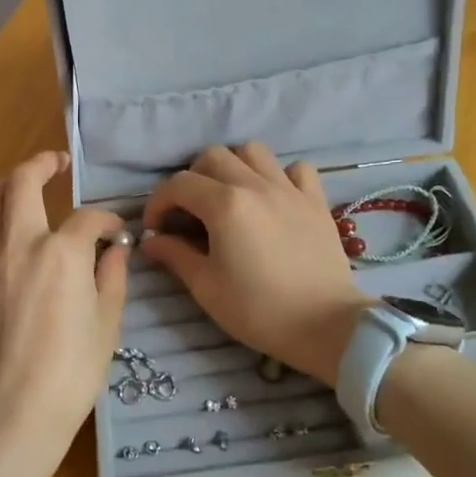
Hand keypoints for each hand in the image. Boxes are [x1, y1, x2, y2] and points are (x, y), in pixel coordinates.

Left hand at [0, 151, 128, 476]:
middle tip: (56, 163)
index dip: (107, 221)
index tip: (115, 234)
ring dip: (4, 188)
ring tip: (18, 191)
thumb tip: (114, 250)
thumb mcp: (108, 322)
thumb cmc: (72, 370)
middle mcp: (19, 243)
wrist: (16, 411)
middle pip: (24, 182)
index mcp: (63, 252)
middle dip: (43, 163)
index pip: (89, 218)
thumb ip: (112, 276)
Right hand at [139, 144, 369, 384]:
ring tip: (228, 194)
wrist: (325, 325)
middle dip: (192, 178)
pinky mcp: (316, 200)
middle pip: (213, 156)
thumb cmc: (258, 310)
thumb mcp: (206, 287)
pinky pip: (296, 168)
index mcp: (224, 204)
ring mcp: (289, 189)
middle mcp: (255, 185)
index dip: (158, 203)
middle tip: (189, 211)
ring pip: (253, 151)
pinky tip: (273, 197)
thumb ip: (175, 255)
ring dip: (233, 166)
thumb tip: (151, 240)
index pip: (178, 184)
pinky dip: (280, 175)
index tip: (155, 228)